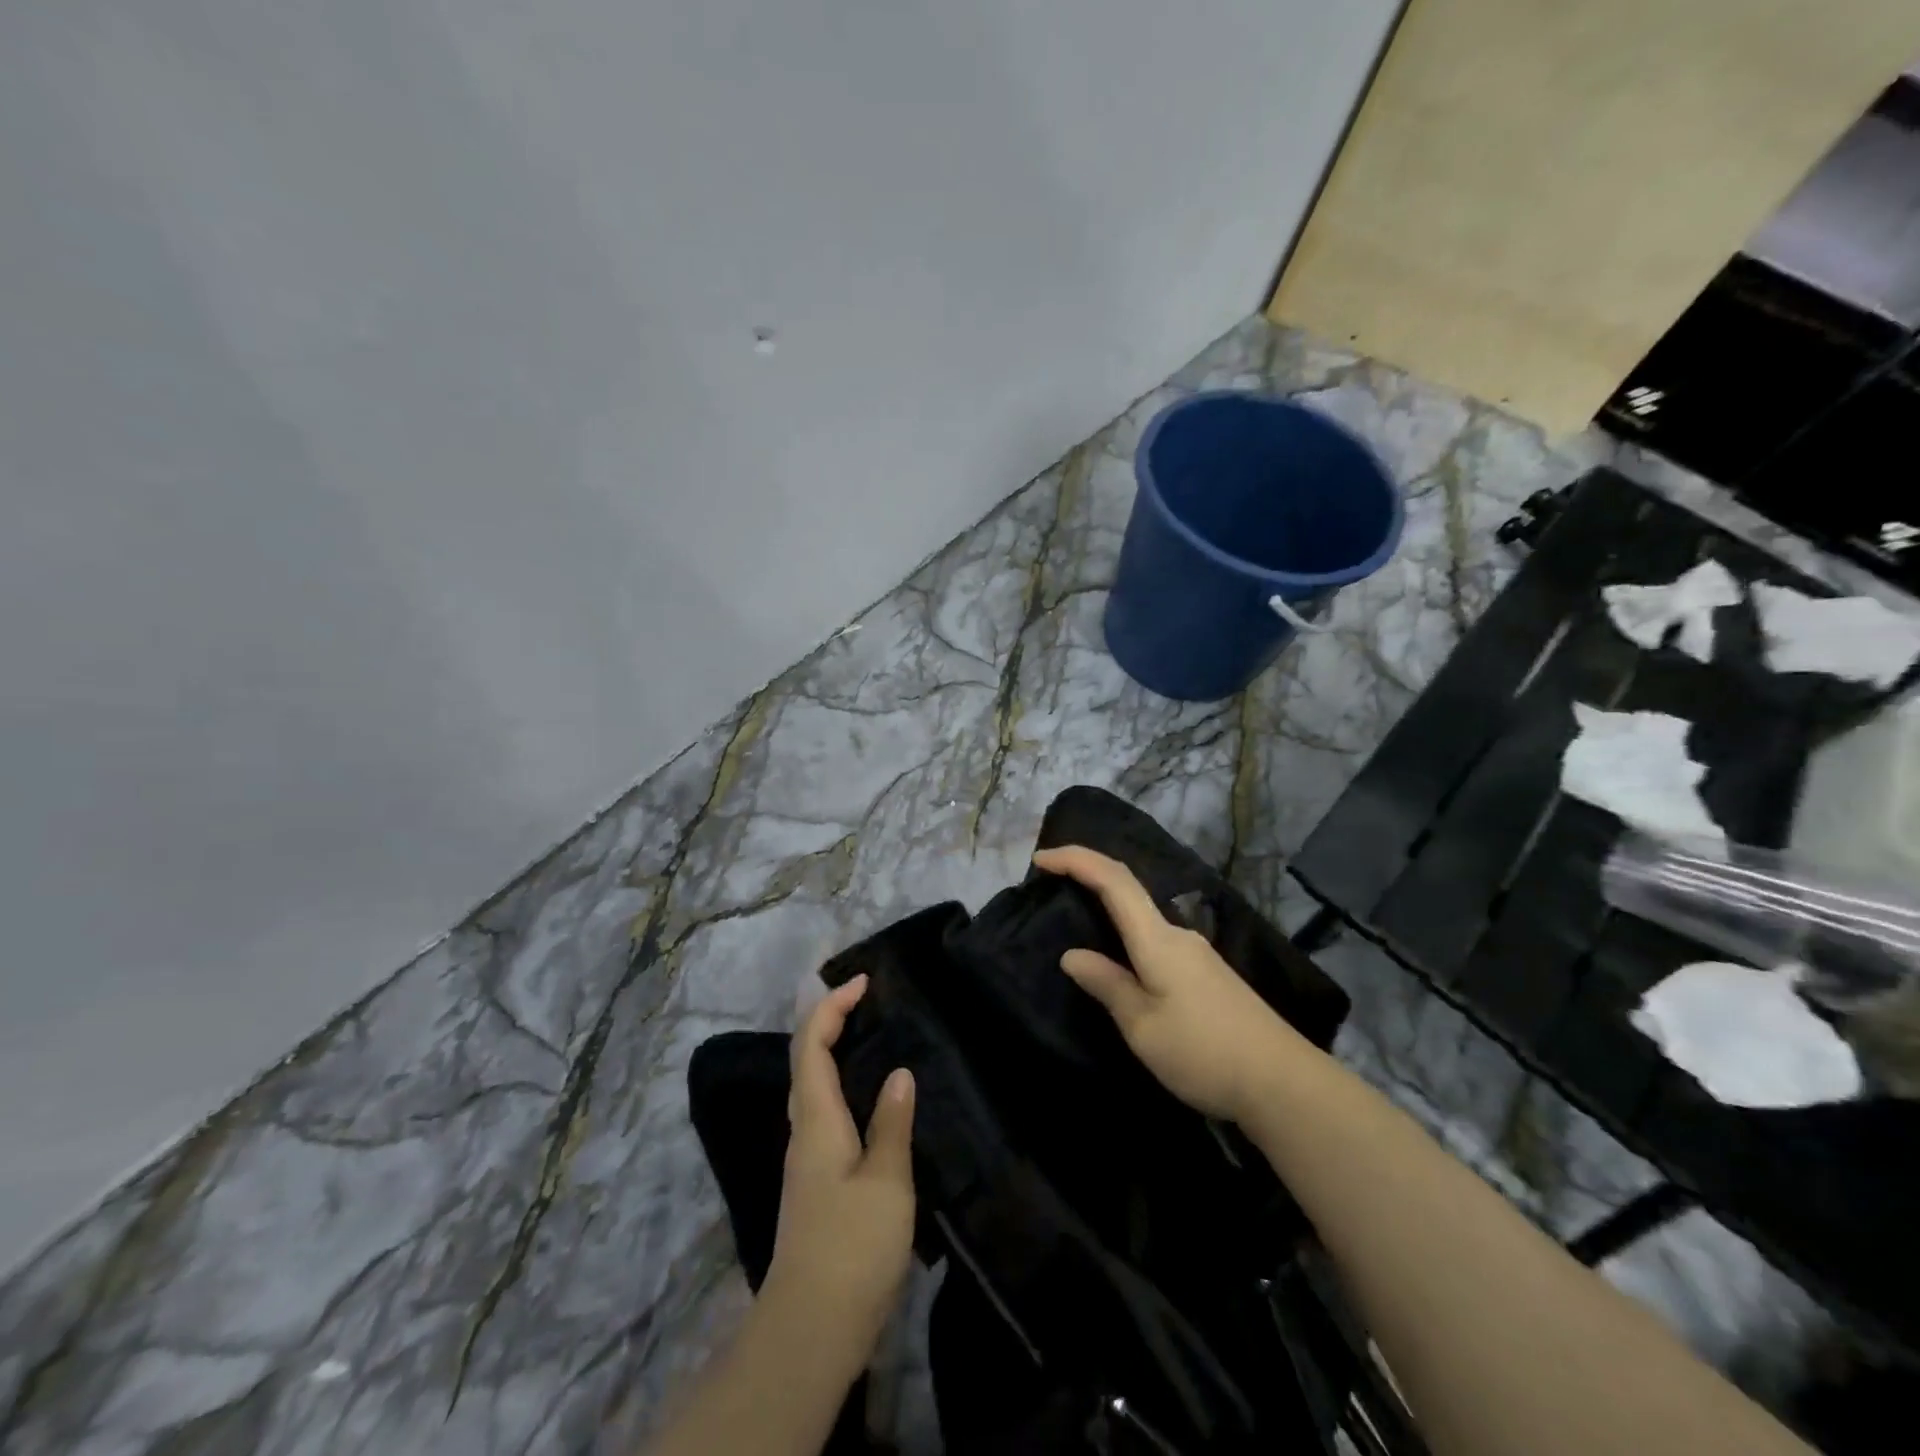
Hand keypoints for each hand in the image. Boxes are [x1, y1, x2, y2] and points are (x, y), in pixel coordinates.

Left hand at [759, 975, 916, 1381]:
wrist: (811, 1328)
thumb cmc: (851, 1247)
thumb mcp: (886, 1182)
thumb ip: (892, 1124)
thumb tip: (900, 1074)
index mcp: (816, 1120)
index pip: (811, 1044)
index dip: (832, 1006)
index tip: (863, 982)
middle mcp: (804, 1131)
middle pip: (805, 1059)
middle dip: (830, 1019)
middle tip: (868, 999)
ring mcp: (806, 1158)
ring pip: (812, 1086)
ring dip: (834, 1050)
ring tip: (872, 1036)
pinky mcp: (816, 1182)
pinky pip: (824, 1111)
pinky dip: (841, 1084)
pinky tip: (870, 1099)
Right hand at [1033, 845, 1306, 1122]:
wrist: (1283, 1082)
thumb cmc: (1204, 1052)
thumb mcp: (1143, 1026)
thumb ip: (1107, 985)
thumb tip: (1072, 955)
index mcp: (1157, 939)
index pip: (1113, 880)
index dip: (1076, 860)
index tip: (1040, 860)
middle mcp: (1177, 934)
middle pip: (1128, 890)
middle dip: (1088, 877)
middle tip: (1050, 886)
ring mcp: (1196, 953)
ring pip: (1142, 917)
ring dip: (1108, 908)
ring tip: (1077, 927)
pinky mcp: (1206, 974)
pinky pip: (1155, 939)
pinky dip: (1127, 934)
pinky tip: (1120, 962)